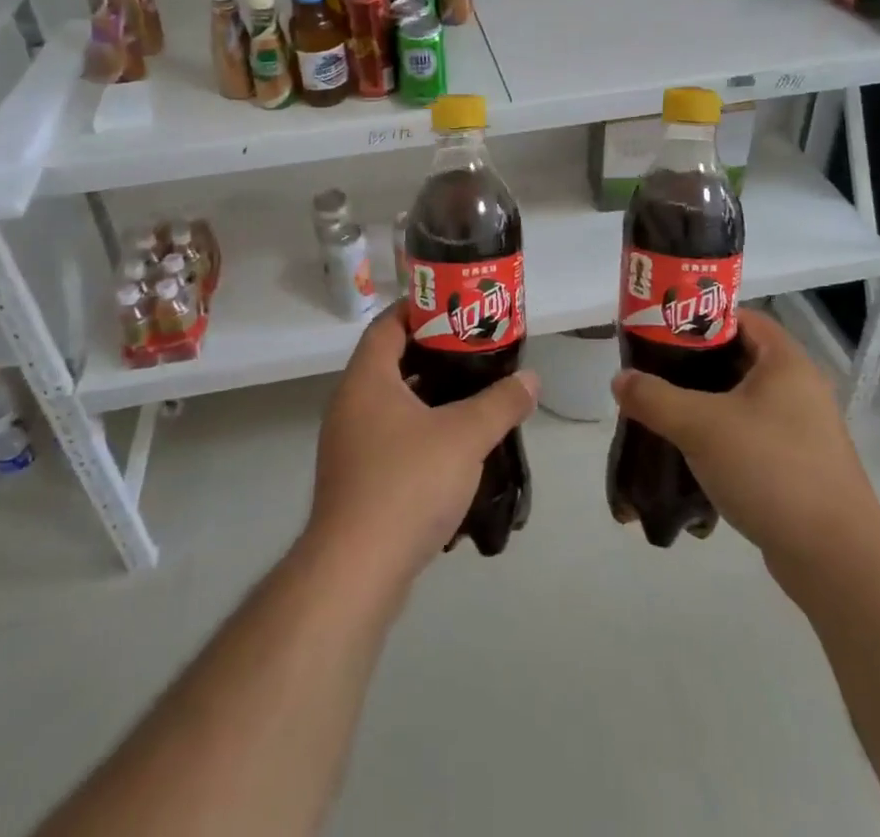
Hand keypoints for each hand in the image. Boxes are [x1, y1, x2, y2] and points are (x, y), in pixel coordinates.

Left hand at [305, 300, 537, 589]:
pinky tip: (453, 447)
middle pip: (391, 361)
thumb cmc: (407, 484)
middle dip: (433, 353)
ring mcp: (349, 444)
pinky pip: (390, 437)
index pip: (388, 324)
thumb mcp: (465, 436)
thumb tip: (530, 379)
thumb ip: (500, 403)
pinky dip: (420, 430)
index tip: (456, 307)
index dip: (420, 310)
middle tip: (474, 350)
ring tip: (472, 394)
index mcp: (367, 379)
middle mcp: (350, 404)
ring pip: (392, 403)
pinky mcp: (356, 479)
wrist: (356, 571)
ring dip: (428, 395)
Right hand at [611, 307, 879, 560]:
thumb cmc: (770, 469)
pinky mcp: (797, 466)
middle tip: (654, 372)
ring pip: (742, 401)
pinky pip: (750, 436)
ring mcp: (802, 430)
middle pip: (738, 359)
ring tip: (663, 412)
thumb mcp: (700, 426)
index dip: (700, 318)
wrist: (835, 558)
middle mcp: (799, 388)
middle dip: (694, 365)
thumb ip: (654, 398)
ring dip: (704, 404)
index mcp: (786, 362)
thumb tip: (620, 379)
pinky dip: (721, 437)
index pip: (740, 318)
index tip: (661, 331)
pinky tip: (691, 454)